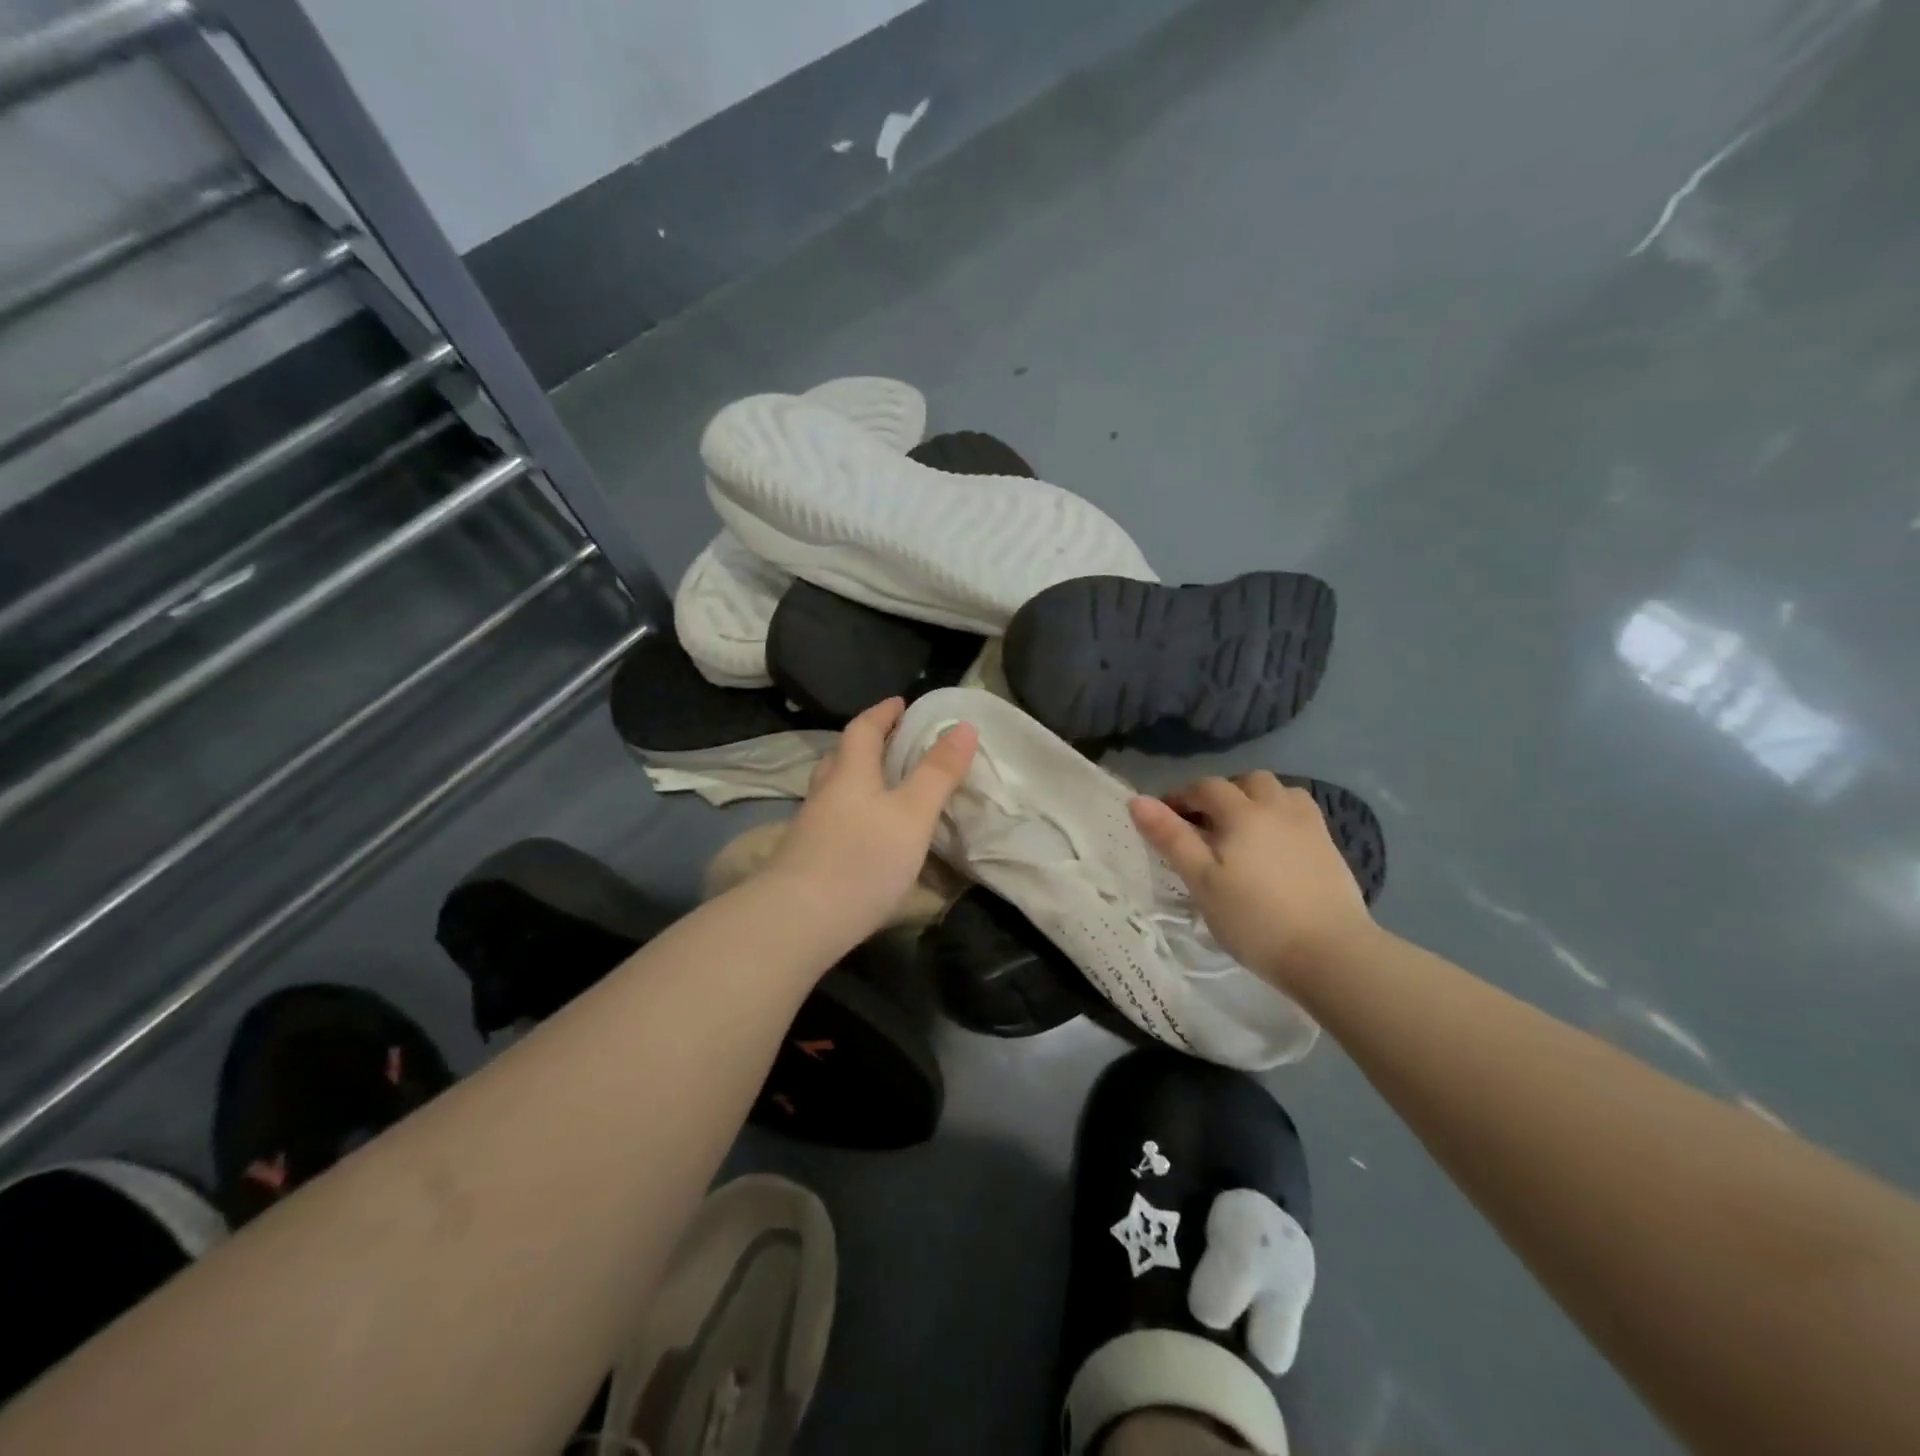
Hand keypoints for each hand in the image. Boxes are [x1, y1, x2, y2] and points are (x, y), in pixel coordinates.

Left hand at [766, 698, 977, 945]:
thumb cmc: (863, 859)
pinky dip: (850, 812)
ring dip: (856, 779)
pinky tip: (864, 833)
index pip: (863, 729)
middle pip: (842, 756)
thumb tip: (963, 726)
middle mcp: (825, 792)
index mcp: (850, 772)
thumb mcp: (912, 814)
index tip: (901, 703)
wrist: (799, 920)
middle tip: (893, 742)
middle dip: (867, 744)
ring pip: (834, 789)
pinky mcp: (806, 857)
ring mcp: (810, 826)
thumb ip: (938, 773)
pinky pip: (831, 819)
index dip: (883, 713)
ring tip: (882, 786)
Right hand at [1131, 773, 1373, 990]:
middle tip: (1205, 824)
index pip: (1206, 788)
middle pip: (1248, 782)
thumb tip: (1137, 800)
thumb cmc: (1254, 918)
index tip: (1164, 817)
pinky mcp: (1330, 849)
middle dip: (1222, 794)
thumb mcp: (1202, 881)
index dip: (1181, 796)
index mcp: (1243, 813)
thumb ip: (1171, 837)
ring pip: (1280, 794)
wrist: (1331, 953)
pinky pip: (1301, 816)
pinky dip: (1281, 819)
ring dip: (1256, 801)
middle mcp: (1278, 808)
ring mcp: (1310, 827)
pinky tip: (1274, 848)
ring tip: (1242, 831)